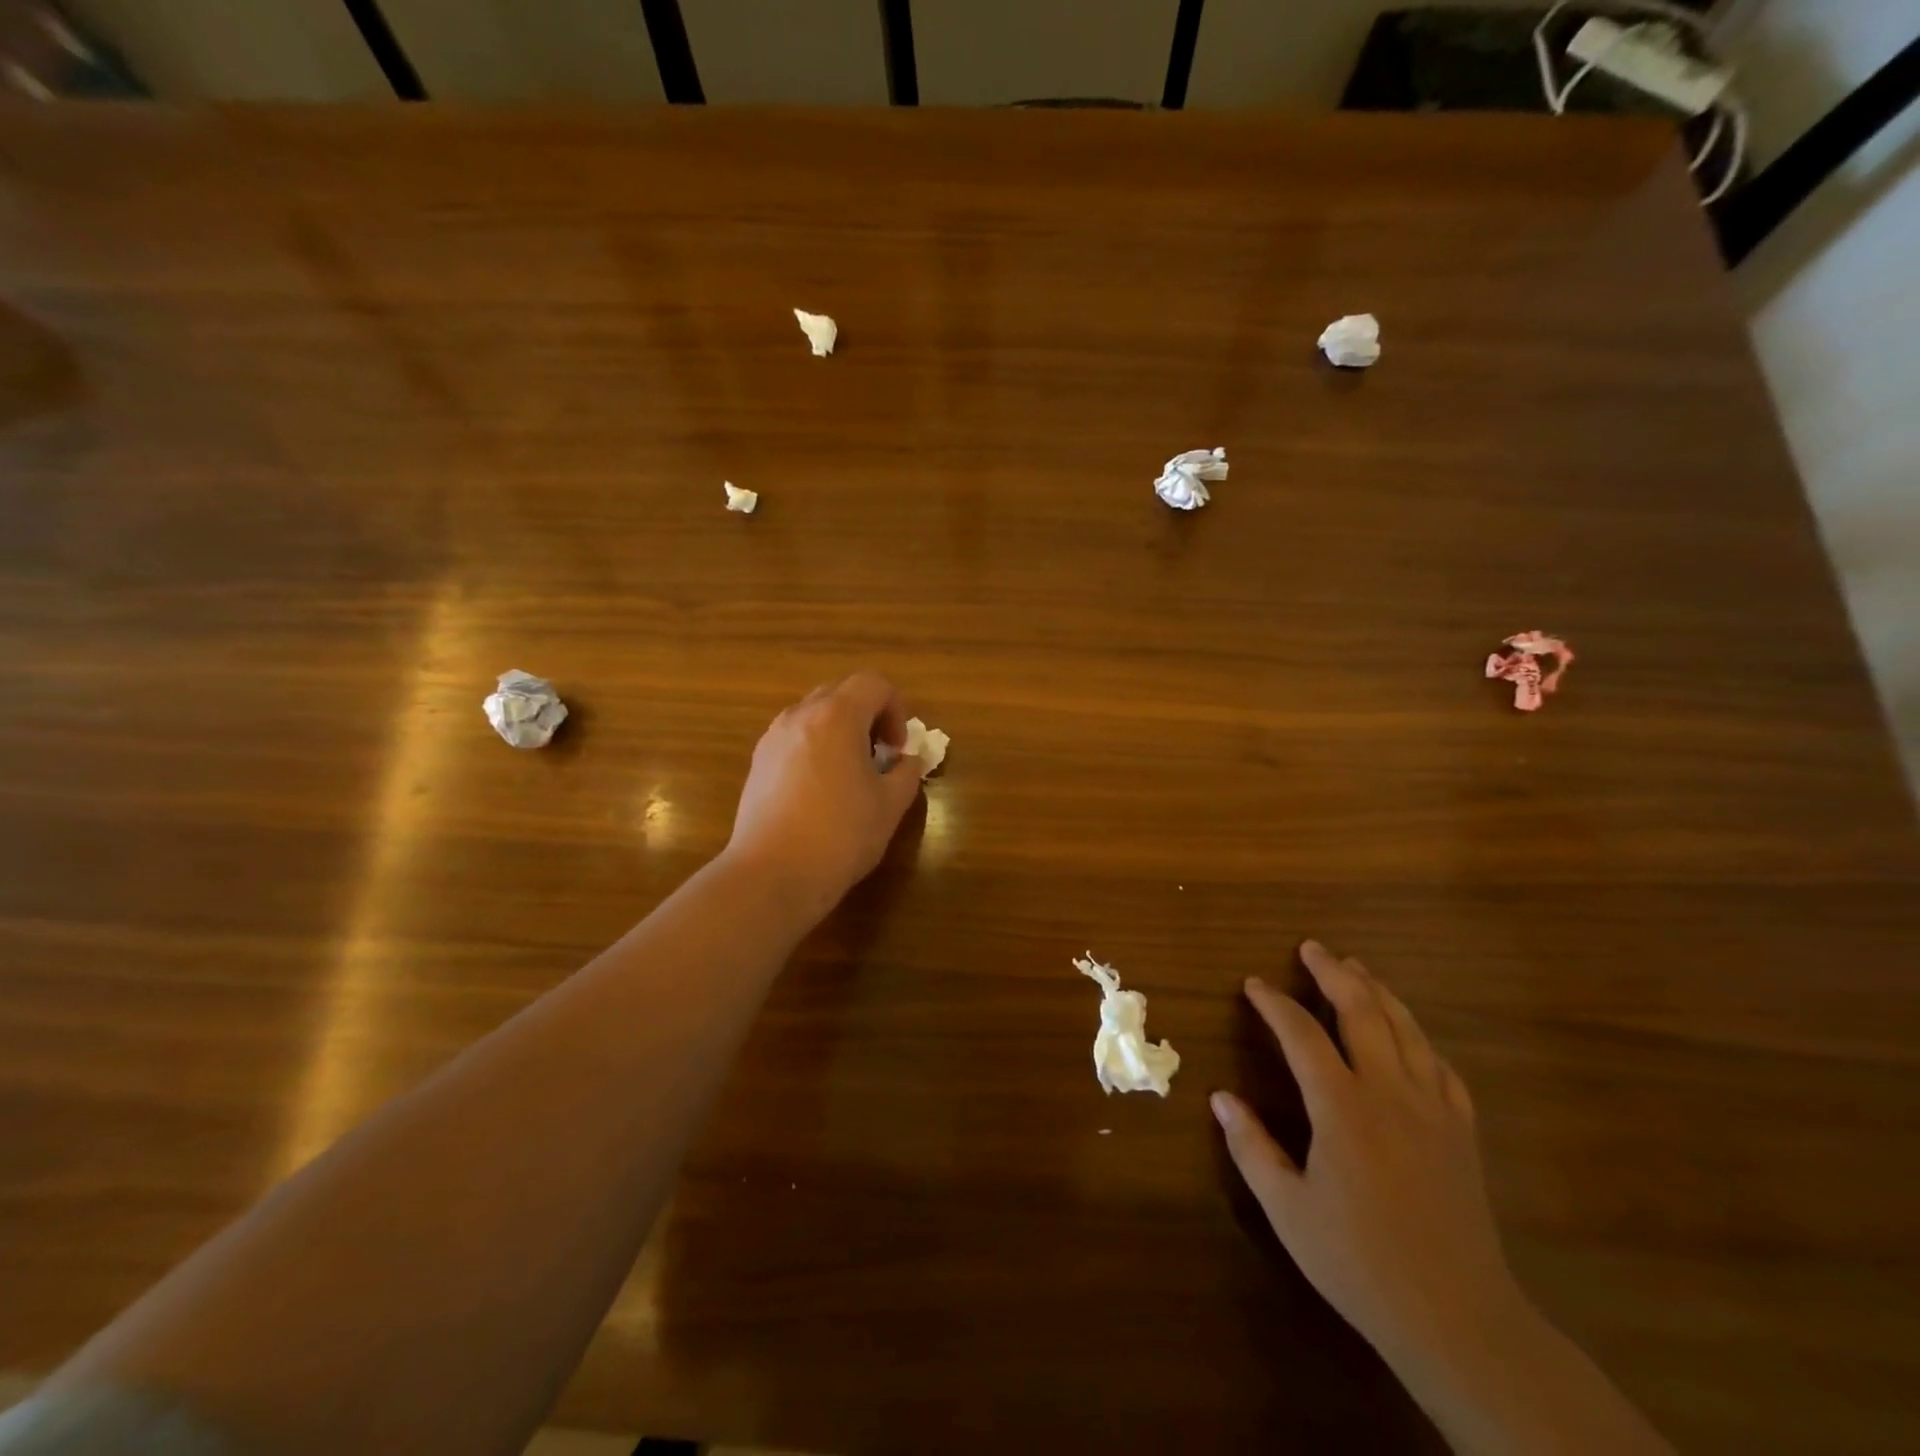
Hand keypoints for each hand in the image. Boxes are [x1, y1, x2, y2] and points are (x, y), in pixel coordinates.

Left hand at [723, 672, 924, 913]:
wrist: (773, 874)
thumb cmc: (840, 835)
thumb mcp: (890, 805)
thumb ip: (907, 773)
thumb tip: (908, 761)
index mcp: (836, 716)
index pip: (874, 684)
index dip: (896, 710)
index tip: (898, 749)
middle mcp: (800, 716)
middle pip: (841, 692)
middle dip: (868, 716)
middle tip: (880, 755)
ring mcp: (773, 738)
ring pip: (814, 714)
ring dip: (840, 730)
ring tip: (850, 773)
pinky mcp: (758, 763)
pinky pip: (794, 737)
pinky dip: (816, 747)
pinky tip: (821, 790)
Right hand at [1212, 942, 1522, 1369]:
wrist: (1459, 1319)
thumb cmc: (1359, 1261)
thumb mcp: (1288, 1209)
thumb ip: (1251, 1147)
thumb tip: (1221, 1098)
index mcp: (1342, 1107)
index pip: (1302, 1034)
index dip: (1274, 1003)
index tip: (1253, 985)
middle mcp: (1390, 1093)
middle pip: (1363, 1012)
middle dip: (1335, 973)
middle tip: (1312, 948)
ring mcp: (1433, 1109)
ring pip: (1407, 1030)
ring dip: (1378, 992)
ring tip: (1357, 968)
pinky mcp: (1462, 1132)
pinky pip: (1441, 1066)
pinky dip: (1419, 1038)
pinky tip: (1410, 1036)